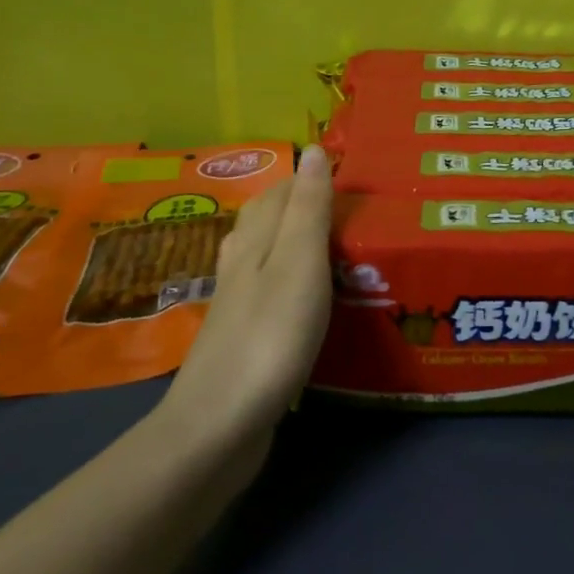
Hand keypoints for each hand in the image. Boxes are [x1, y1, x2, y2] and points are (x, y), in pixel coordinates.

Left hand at [160, 146, 333, 433]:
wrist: (218, 426)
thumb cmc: (269, 335)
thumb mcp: (299, 262)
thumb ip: (309, 208)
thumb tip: (313, 148)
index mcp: (256, 238)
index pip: (284, 189)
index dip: (315, 177)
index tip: (356, 178)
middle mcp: (241, 262)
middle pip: (271, 218)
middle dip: (306, 206)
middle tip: (354, 212)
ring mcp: (238, 303)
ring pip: (267, 254)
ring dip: (297, 243)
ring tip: (335, 247)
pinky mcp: (243, 338)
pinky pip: (270, 292)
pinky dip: (292, 283)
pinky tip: (307, 299)